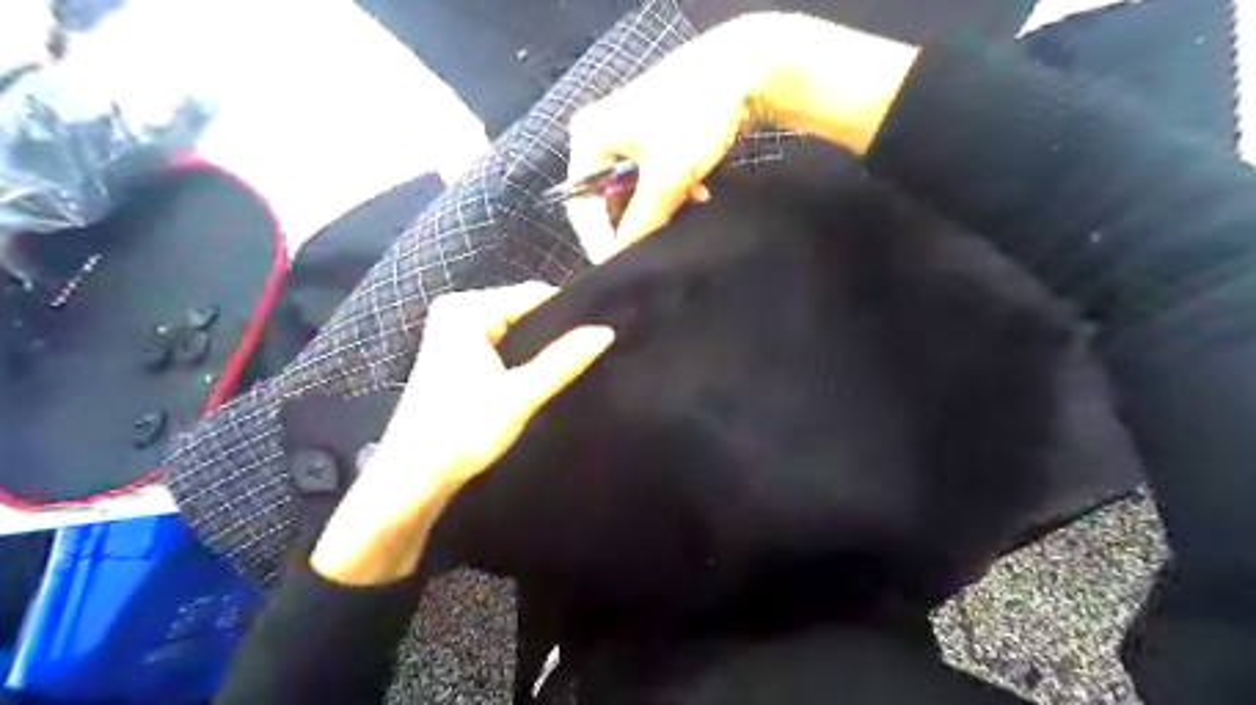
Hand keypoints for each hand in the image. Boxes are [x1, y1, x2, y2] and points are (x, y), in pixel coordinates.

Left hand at [308, 282, 612, 584]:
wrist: (414, 477)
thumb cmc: (462, 433)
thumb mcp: (520, 397)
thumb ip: (563, 361)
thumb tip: (606, 331)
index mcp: (466, 311)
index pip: (534, 296)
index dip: (569, 316)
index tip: (598, 338)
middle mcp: (456, 310)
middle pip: (524, 310)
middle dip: (552, 334)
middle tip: (584, 360)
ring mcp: (454, 330)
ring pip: (515, 328)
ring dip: (538, 349)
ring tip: (567, 369)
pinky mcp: (456, 351)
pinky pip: (502, 341)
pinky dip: (521, 357)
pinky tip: (537, 376)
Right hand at [568, 12, 913, 262]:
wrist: (746, 69)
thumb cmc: (692, 120)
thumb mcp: (665, 178)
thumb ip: (641, 221)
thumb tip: (623, 254)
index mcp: (588, 137)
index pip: (582, 203)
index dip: (598, 239)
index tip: (616, 267)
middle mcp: (601, 134)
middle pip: (608, 197)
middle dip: (635, 221)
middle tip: (653, 248)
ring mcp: (630, 132)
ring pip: (636, 188)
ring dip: (660, 206)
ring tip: (685, 214)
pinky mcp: (657, 134)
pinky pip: (654, 175)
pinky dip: (673, 189)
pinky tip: (698, 194)